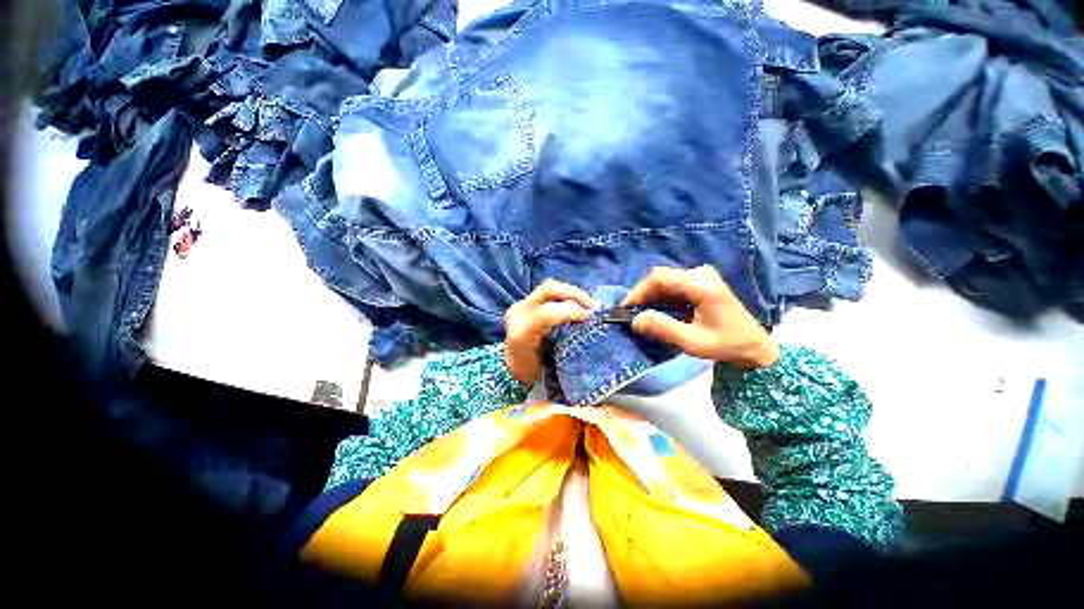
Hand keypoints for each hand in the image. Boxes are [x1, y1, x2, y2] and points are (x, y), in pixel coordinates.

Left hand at [504, 280, 599, 385]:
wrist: (511, 366)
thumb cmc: (533, 370)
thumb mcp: (550, 363)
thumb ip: (564, 342)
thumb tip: (588, 324)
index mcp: (522, 333)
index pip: (548, 313)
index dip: (571, 311)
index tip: (589, 317)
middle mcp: (518, 314)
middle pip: (548, 290)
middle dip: (575, 294)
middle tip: (594, 306)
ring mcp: (519, 305)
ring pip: (549, 287)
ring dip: (572, 293)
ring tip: (588, 304)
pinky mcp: (523, 302)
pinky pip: (547, 292)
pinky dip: (565, 296)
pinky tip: (577, 304)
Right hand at [621, 265, 778, 369]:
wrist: (755, 346)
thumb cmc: (726, 345)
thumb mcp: (693, 342)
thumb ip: (663, 329)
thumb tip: (635, 320)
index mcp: (701, 285)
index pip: (660, 278)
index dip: (639, 291)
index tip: (625, 308)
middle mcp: (701, 274)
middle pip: (661, 277)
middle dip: (643, 295)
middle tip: (632, 314)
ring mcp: (702, 275)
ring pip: (665, 280)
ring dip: (651, 296)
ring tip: (642, 315)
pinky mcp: (701, 281)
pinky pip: (673, 284)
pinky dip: (661, 297)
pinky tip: (658, 311)